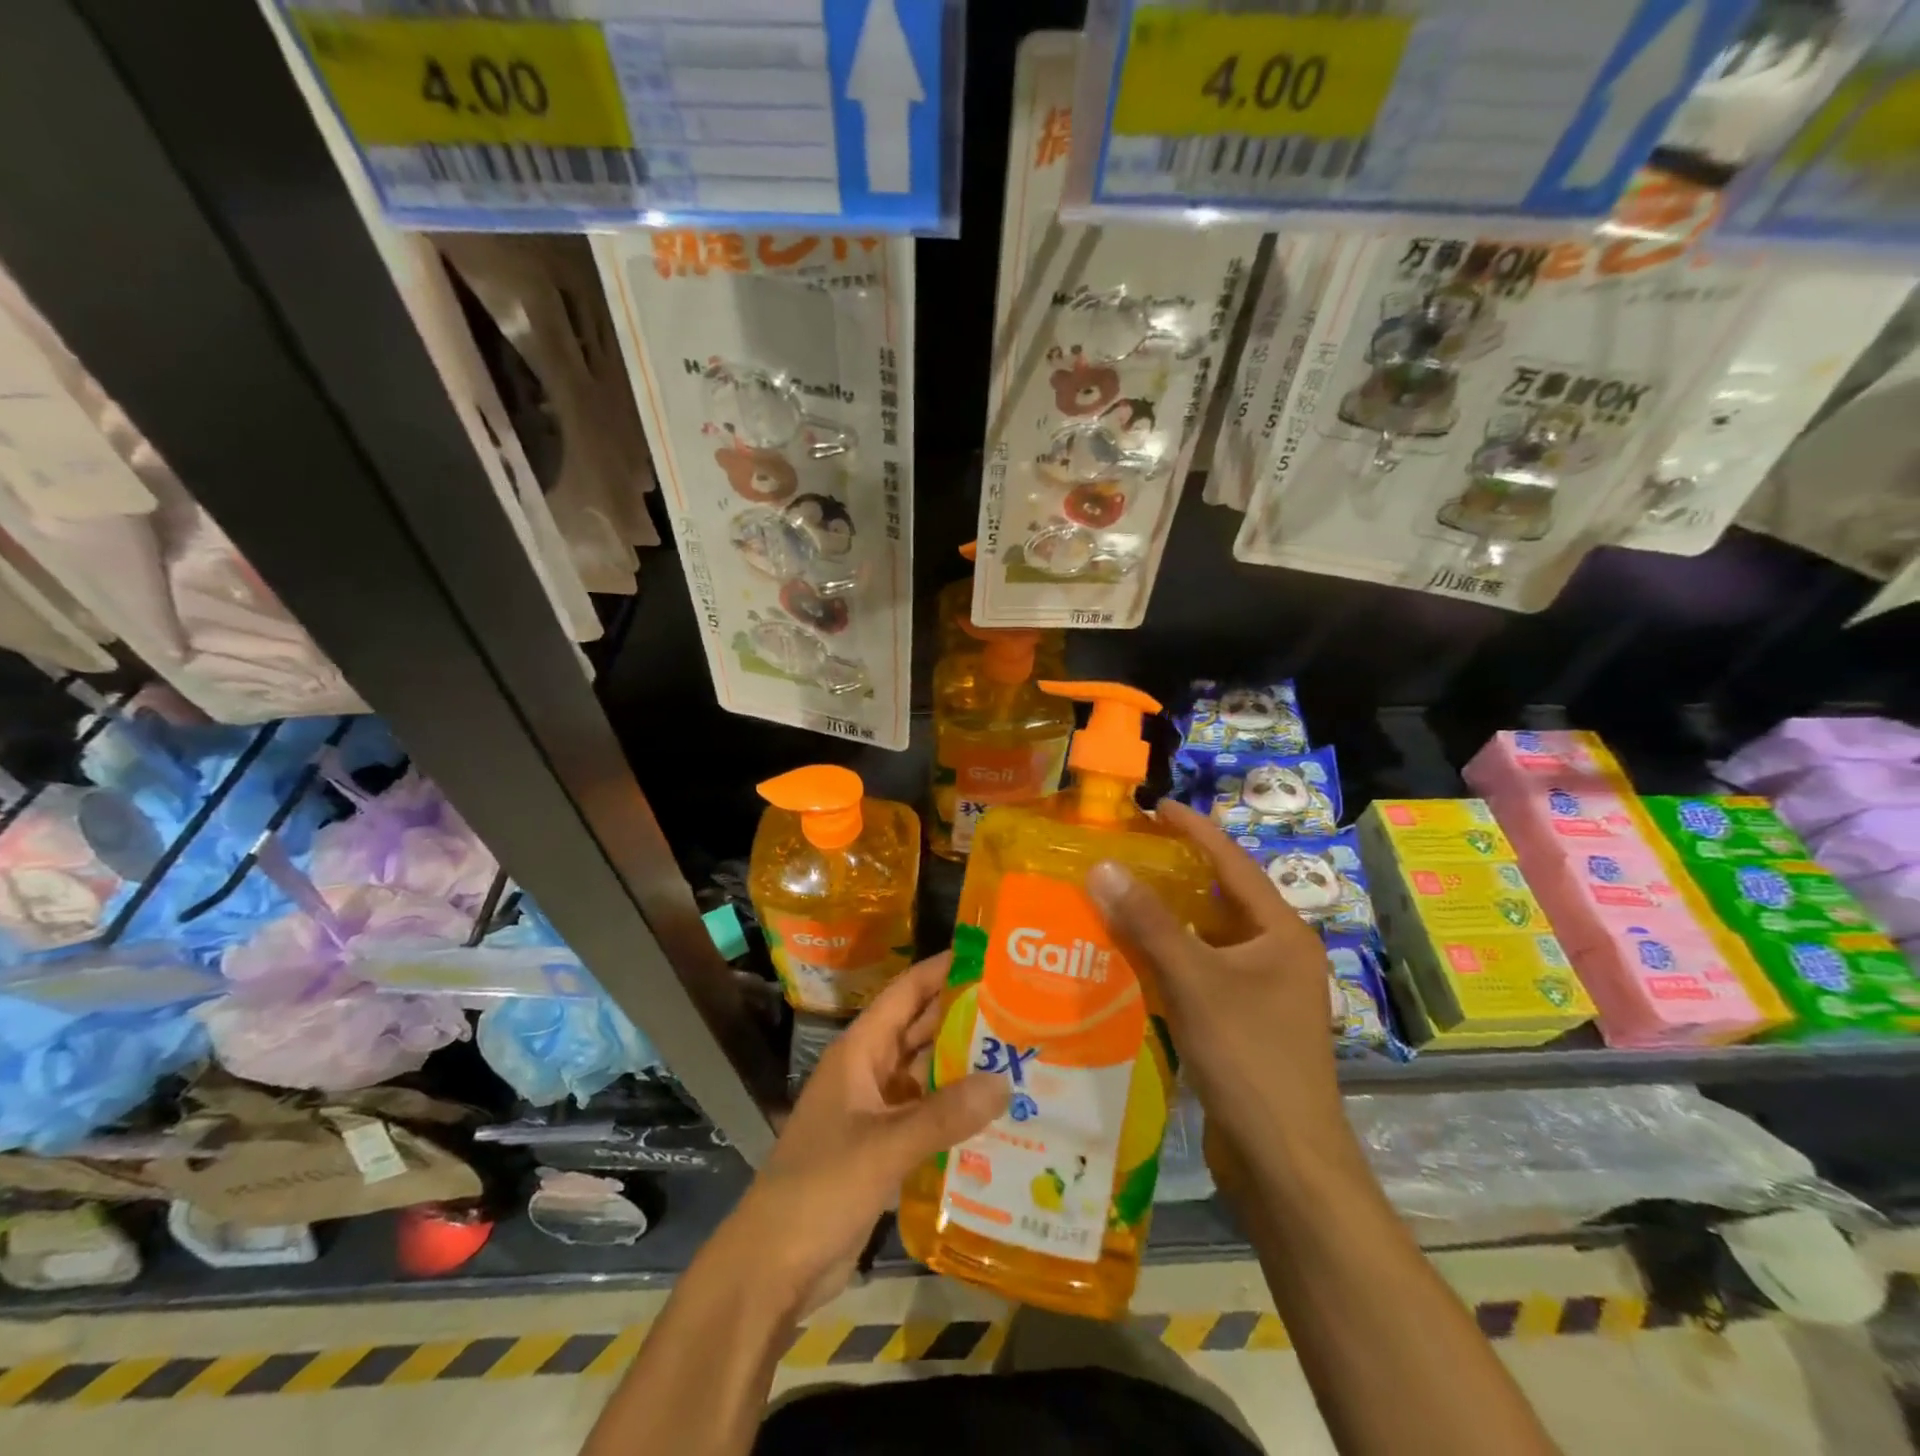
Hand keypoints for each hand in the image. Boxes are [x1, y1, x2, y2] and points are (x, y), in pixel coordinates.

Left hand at [725, 954, 1006, 1316]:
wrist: (773, 1266)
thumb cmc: (820, 1188)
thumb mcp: (884, 1147)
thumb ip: (944, 1115)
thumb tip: (1005, 1082)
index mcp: (859, 1052)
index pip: (905, 994)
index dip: (941, 970)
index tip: (987, 956)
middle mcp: (869, 1072)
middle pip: (920, 1031)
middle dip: (963, 1017)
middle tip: (1020, 1008)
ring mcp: (875, 1111)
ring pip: (925, 1074)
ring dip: (963, 1066)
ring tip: (1019, 1056)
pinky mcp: (883, 1148)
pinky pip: (926, 1115)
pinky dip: (955, 1111)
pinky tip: (996, 1115)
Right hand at [1086, 799, 1352, 1181]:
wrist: (1285, 1163)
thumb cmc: (1250, 1059)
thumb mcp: (1195, 981)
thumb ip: (1149, 923)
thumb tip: (1103, 866)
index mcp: (1281, 933)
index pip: (1232, 863)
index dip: (1194, 830)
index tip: (1155, 805)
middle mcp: (1276, 955)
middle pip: (1219, 900)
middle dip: (1174, 874)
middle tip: (1127, 851)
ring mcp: (1262, 993)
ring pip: (1206, 940)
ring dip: (1165, 921)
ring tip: (1118, 897)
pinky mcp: (1243, 1024)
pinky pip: (1200, 974)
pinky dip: (1167, 961)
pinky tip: (1129, 958)